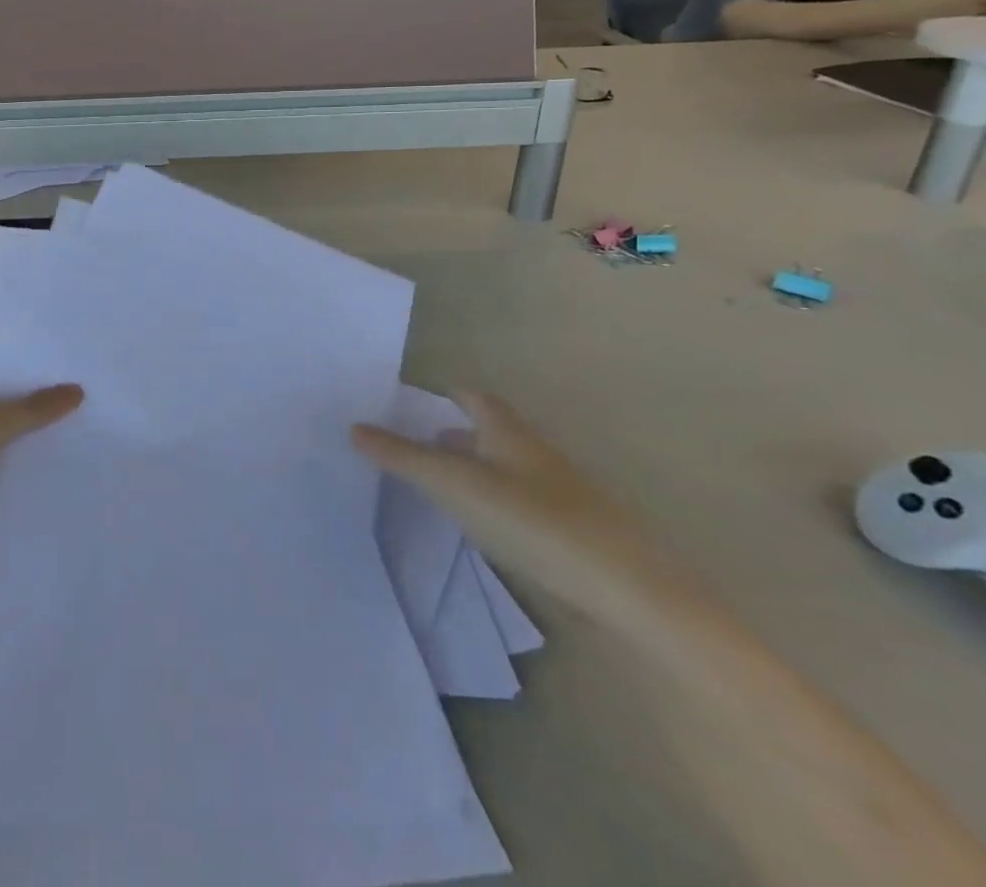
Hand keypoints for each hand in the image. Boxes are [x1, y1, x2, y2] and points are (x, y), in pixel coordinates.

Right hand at [351, 392, 701, 637]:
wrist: (630, 590)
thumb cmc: (534, 521)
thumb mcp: (455, 485)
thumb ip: (403, 457)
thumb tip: (354, 427)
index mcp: (508, 432)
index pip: (474, 398)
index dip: (446, 395)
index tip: (414, 402)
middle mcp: (535, 454)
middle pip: (490, 432)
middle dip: (455, 434)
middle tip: (416, 446)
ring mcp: (560, 494)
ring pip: (507, 469)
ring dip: (475, 470)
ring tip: (440, 488)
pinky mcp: (573, 532)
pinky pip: (522, 503)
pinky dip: (495, 503)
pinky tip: (483, 529)